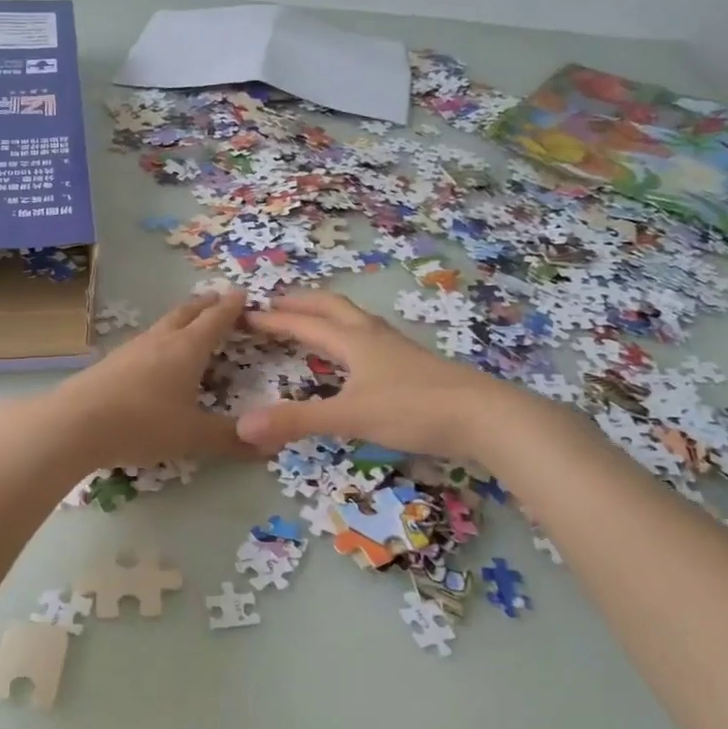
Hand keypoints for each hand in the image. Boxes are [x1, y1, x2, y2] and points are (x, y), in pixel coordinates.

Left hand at [22, 290, 255, 470]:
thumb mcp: (192, 436)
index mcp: (187, 349)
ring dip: (180, 319)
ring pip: (162, 325)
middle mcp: (160, 340)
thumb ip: (229, 439)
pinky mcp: (110, 363)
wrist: (74, 424)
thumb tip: (269, 445)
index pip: (215, 320)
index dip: (231, 307)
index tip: (242, 294)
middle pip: (186, 313)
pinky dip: (159, 340)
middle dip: (205, 304)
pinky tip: (153, 356)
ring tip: (189, 323)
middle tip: (217, 298)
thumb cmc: (142, 424)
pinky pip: (144, 343)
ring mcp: (131, 349)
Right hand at [236, 292, 506, 458]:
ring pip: (357, 320)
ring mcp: (399, 349)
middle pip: (333, 308)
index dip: (275, 320)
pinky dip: (352, 336)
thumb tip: (242, 426)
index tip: (247, 314)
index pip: (305, 324)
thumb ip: (297, 421)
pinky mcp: (415, 365)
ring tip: (314, 321)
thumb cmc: (414, 410)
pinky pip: (373, 338)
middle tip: (277, 302)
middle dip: (302, 303)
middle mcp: (375, 337)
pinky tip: (359, 356)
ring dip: (329, 315)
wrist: (484, 416)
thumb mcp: (349, 417)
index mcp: (355, 342)